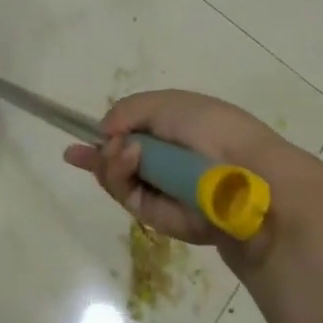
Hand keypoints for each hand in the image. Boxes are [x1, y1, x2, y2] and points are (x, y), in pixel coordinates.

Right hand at [63, 89, 309, 256]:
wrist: (246, 177)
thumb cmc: (211, 129)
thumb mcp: (167, 103)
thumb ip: (128, 110)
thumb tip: (105, 132)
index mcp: (174, 130)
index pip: (131, 135)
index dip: (104, 138)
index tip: (75, 144)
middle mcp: (167, 162)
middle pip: (118, 161)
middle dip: (102, 153)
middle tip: (101, 148)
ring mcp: (163, 191)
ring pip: (118, 181)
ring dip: (111, 163)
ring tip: (122, 152)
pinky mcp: (162, 219)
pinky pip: (129, 199)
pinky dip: (121, 178)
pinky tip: (127, 160)